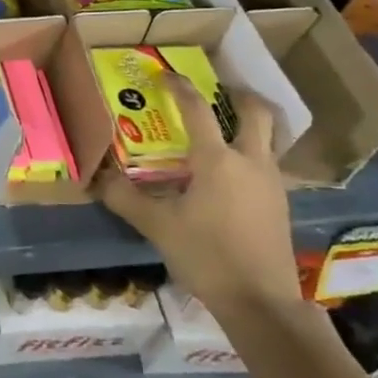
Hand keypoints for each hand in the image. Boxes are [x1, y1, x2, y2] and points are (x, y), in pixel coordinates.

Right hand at [97, 78, 300, 319]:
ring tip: (224, 127)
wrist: (261, 302)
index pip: (197, 109)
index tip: (165, 75)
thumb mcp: (157, 226)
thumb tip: (96, 177)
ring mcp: (272, 182)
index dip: (179, 87)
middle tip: (217, 90)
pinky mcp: (281, 203)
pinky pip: (269, 163)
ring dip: (249, 124)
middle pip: (256, 113)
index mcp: (217, 160)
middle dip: (238, 95)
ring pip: (269, 138)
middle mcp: (250, 161)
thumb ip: (124, 198)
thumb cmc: (207, 256)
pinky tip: (232, 172)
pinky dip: (253, 153)